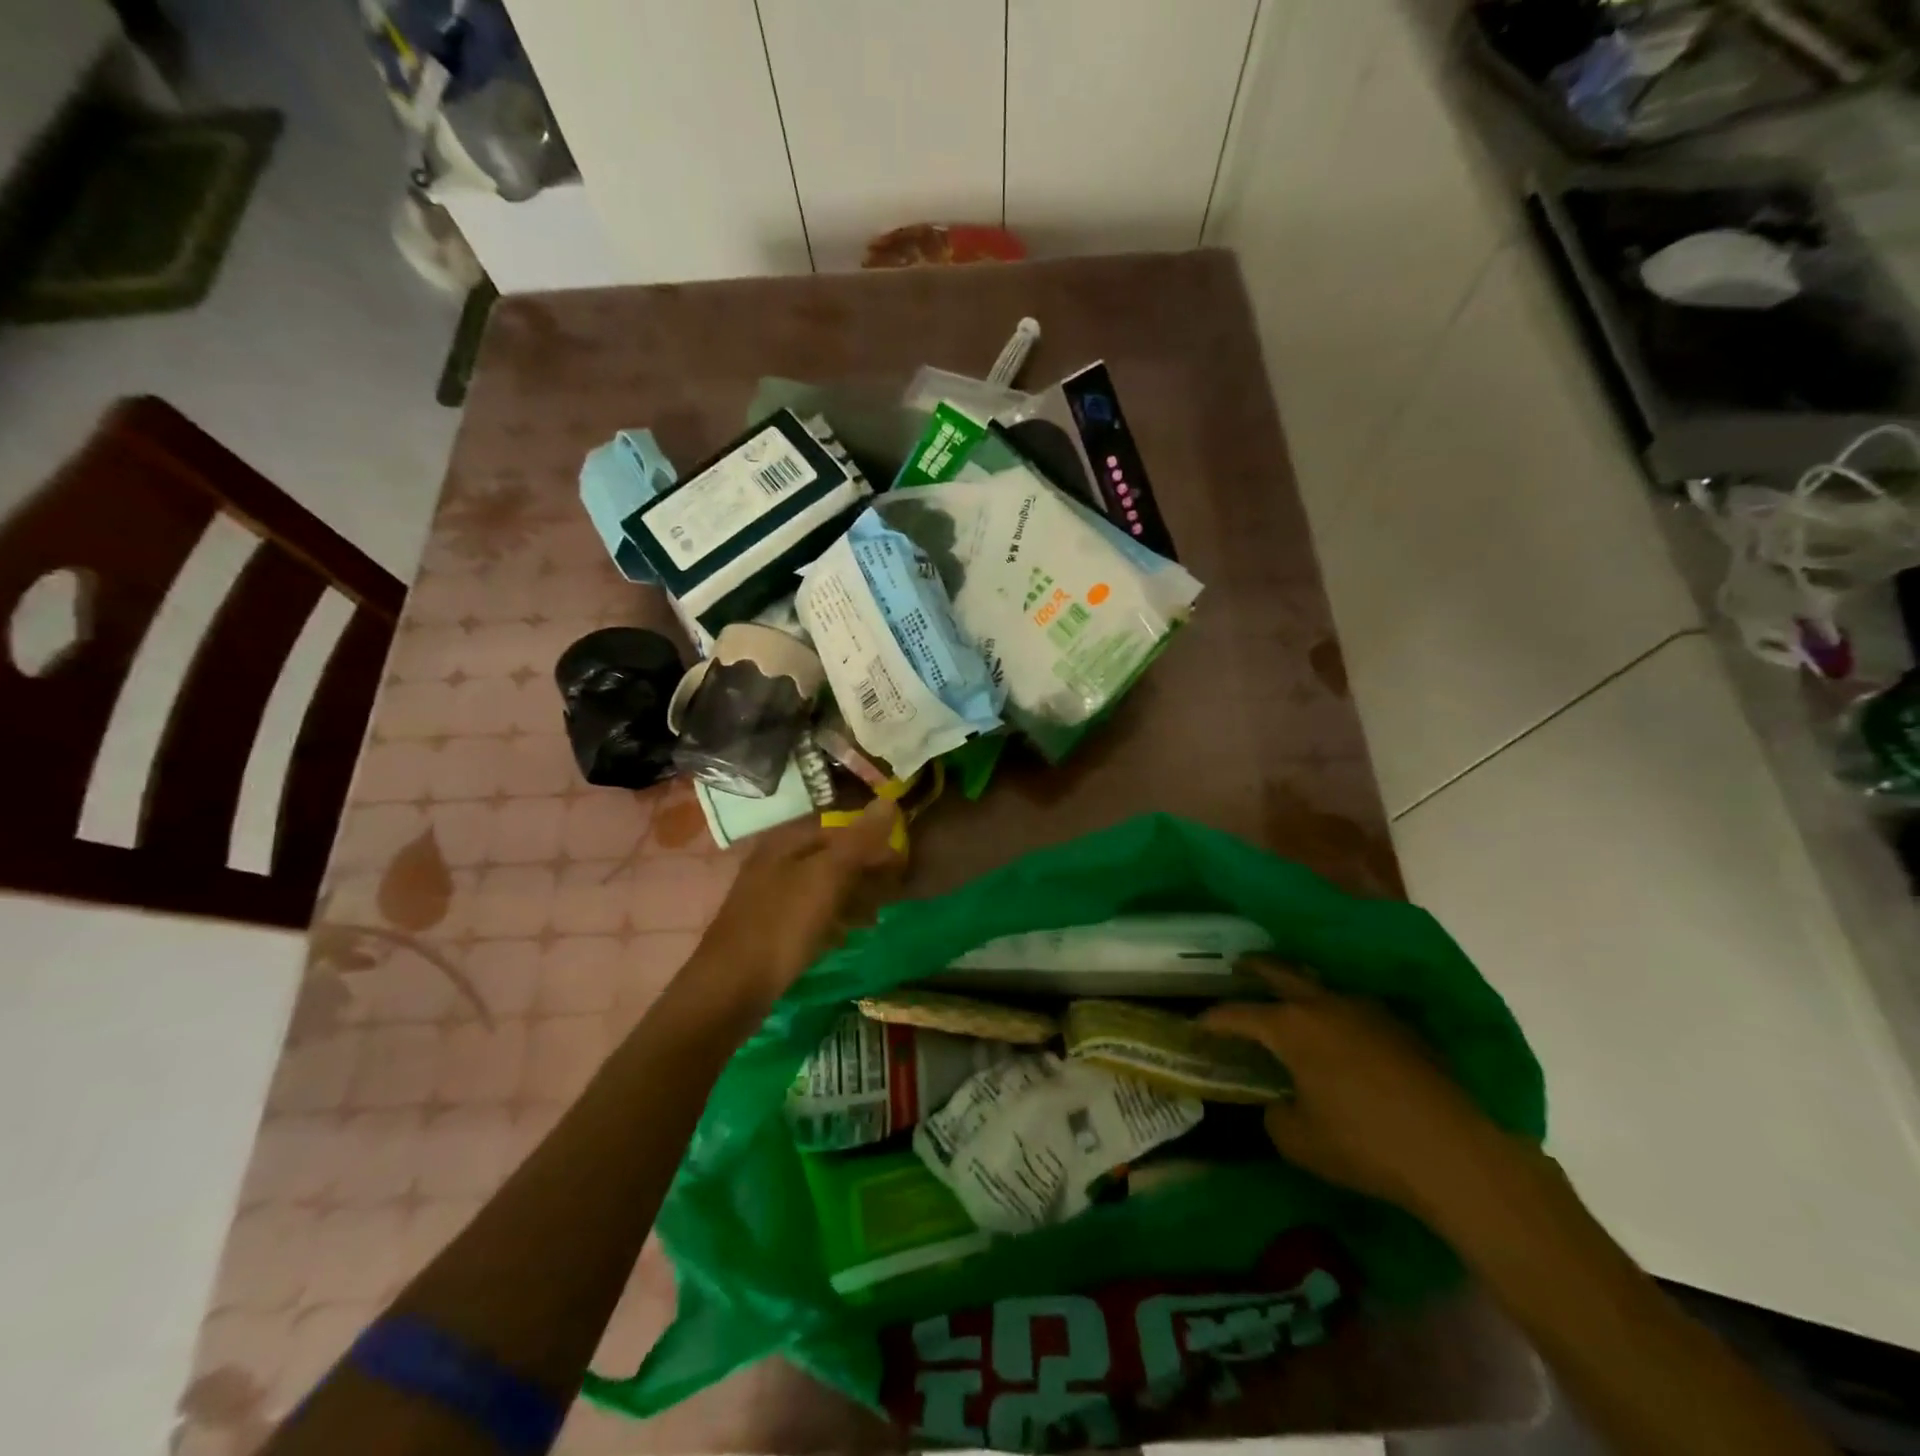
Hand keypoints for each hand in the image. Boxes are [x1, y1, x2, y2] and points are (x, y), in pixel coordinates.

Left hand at [683, 798, 904, 1011]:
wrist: (731, 988)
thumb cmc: (782, 925)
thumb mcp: (826, 877)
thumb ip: (859, 840)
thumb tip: (888, 800)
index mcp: (786, 842)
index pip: (839, 827)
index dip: (873, 841)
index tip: (902, 862)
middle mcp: (776, 862)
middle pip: (831, 856)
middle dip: (865, 871)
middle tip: (894, 892)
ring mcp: (771, 897)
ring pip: (823, 886)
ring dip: (853, 896)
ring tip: (876, 916)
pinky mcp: (771, 928)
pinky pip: (811, 914)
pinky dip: (833, 919)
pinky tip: (846, 935)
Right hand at [1200, 959, 1502, 1212]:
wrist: (1453, 1153)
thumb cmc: (1364, 1144)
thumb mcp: (1299, 1141)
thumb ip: (1275, 1114)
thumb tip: (1278, 1102)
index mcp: (1291, 1027)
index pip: (1239, 1014)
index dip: (1213, 1019)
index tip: (1198, 1025)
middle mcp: (1325, 1005)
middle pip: (1281, 973)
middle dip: (1255, 968)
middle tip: (1238, 966)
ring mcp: (1366, 1011)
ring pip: (1322, 985)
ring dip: (1300, 986)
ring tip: (1290, 996)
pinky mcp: (1400, 1027)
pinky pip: (1354, 1008)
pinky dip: (1336, 1011)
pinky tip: (1340, 1031)